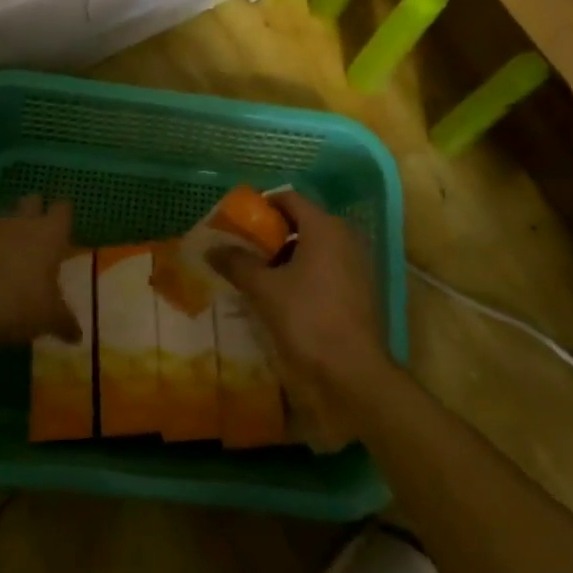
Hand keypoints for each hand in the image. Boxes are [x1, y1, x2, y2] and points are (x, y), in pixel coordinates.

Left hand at [0, 195, 83, 347]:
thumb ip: (65, 322)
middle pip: (32, 201)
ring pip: (4, 217)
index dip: (63, 217)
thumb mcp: (48, 319)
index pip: (63, 210)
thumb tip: (78, 336)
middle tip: (36, 236)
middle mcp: (22, 222)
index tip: (63, 230)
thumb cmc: (18, 306)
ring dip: (7, 231)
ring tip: (6, 258)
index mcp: (49, 234)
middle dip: (34, 212)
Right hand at [208, 191, 397, 446]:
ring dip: (288, 257)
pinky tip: (285, 297)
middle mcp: (346, 237)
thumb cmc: (307, 319)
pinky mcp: (361, 291)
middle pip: (303, 222)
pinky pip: (328, 269)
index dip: (263, 206)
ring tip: (260, 275)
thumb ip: (237, 263)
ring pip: (316, 248)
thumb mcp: (264, 290)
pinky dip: (306, 274)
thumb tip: (211, 248)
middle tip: (245, 250)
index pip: (290, 199)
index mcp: (325, 227)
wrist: (353, 373)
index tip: (239, 222)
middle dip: (273, 234)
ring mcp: (358, 265)